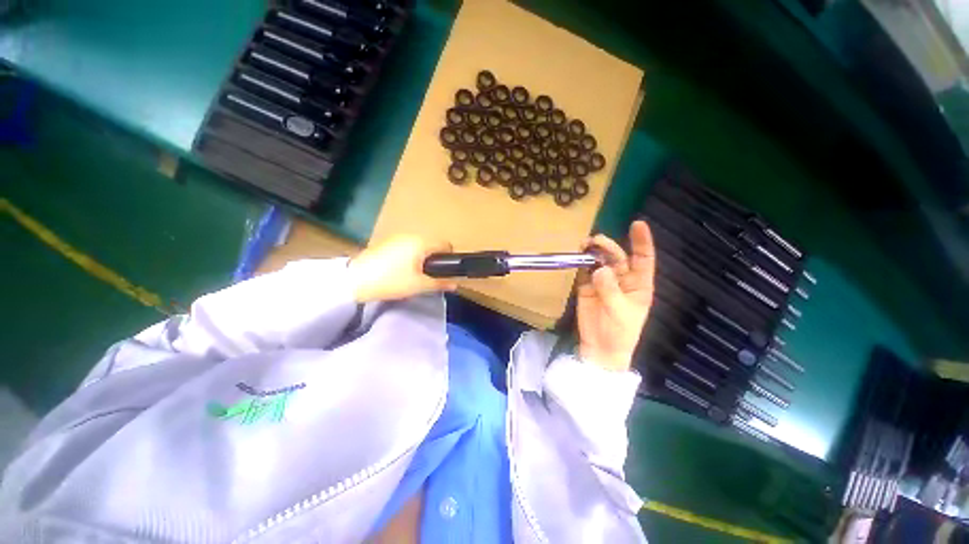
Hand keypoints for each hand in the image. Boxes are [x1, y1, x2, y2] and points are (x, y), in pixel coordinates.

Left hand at [349, 235, 457, 301]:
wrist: (355, 280)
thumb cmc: (392, 281)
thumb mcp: (419, 285)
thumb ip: (440, 283)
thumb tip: (456, 285)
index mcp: (422, 242)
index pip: (446, 244)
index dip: (449, 258)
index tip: (443, 272)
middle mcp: (411, 235)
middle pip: (432, 245)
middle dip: (434, 259)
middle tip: (427, 276)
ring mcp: (397, 237)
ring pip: (419, 246)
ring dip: (422, 257)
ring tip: (413, 274)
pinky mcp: (387, 242)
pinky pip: (407, 247)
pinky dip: (410, 256)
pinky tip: (400, 270)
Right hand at [576, 221, 655, 371]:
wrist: (600, 348)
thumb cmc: (620, 333)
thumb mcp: (620, 312)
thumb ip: (610, 290)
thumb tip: (599, 269)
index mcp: (638, 285)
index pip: (643, 259)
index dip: (641, 241)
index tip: (637, 224)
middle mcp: (622, 279)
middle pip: (617, 256)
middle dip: (607, 246)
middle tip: (594, 242)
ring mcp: (603, 282)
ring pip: (599, 261)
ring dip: (592, 252)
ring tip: (583, 246)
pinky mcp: (586, 287)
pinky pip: (584, 271)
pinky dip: (581, 263)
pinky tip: (577, 258)